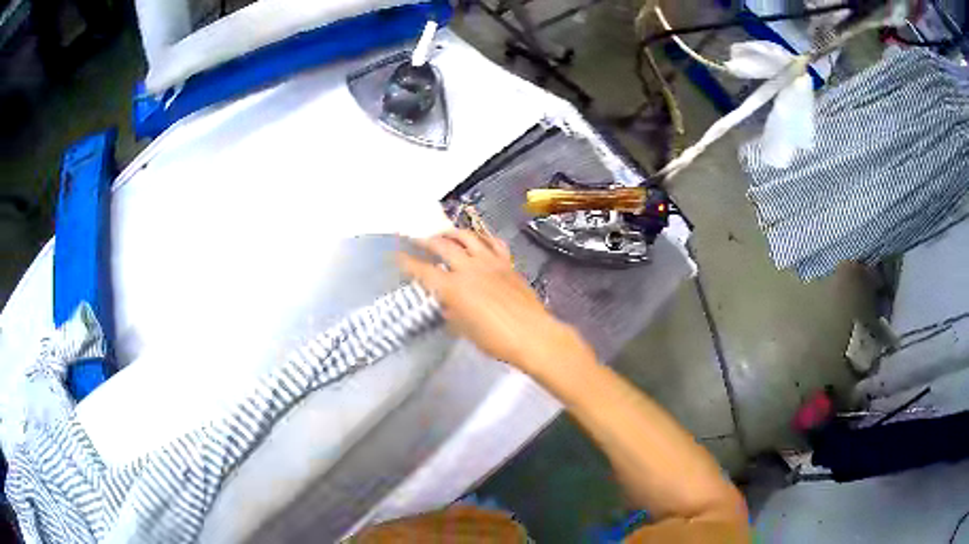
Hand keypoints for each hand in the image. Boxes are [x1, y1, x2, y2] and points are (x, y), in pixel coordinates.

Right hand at [398, 229, 582, 371]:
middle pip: (442, 246)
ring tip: (444, 234)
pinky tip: (478, 238)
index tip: (396, 255)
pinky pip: (493, 242)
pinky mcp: (507, 262)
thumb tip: (446, 304)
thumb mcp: (465, 330)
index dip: (407, 262)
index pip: (424, 271)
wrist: (532, 335)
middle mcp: (469, 268)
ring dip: (452, 233)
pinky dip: (482, 237)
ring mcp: (490, 262)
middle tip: (416, 238)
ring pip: (468, 237)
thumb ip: (451, 312)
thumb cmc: (495, 339)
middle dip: (425, 240)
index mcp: (453, 288)